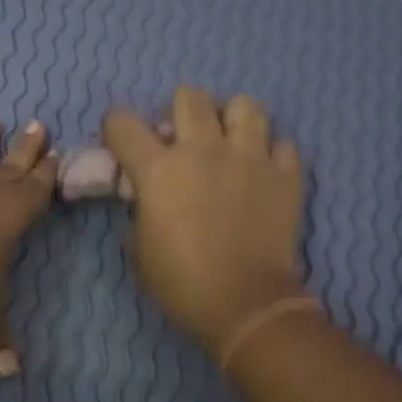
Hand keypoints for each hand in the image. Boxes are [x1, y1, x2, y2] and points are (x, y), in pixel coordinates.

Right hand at [103, 89, 305, 350]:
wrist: (246, 305)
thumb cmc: (181, 283)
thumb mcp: (138, 251)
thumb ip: (139, 212)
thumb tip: (146, 199)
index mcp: (159, 169)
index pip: (123, 122)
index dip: (116, 130)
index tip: (122, 147)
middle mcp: (203, 150)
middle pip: (188, 96)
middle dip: (179, 113)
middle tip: (182, 142)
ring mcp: (250, 158)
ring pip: (244, 105)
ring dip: (231, 121)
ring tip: (229, 145)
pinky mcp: (285, 175)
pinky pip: (282, 145)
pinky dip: (271, 155)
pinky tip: (263, 174)